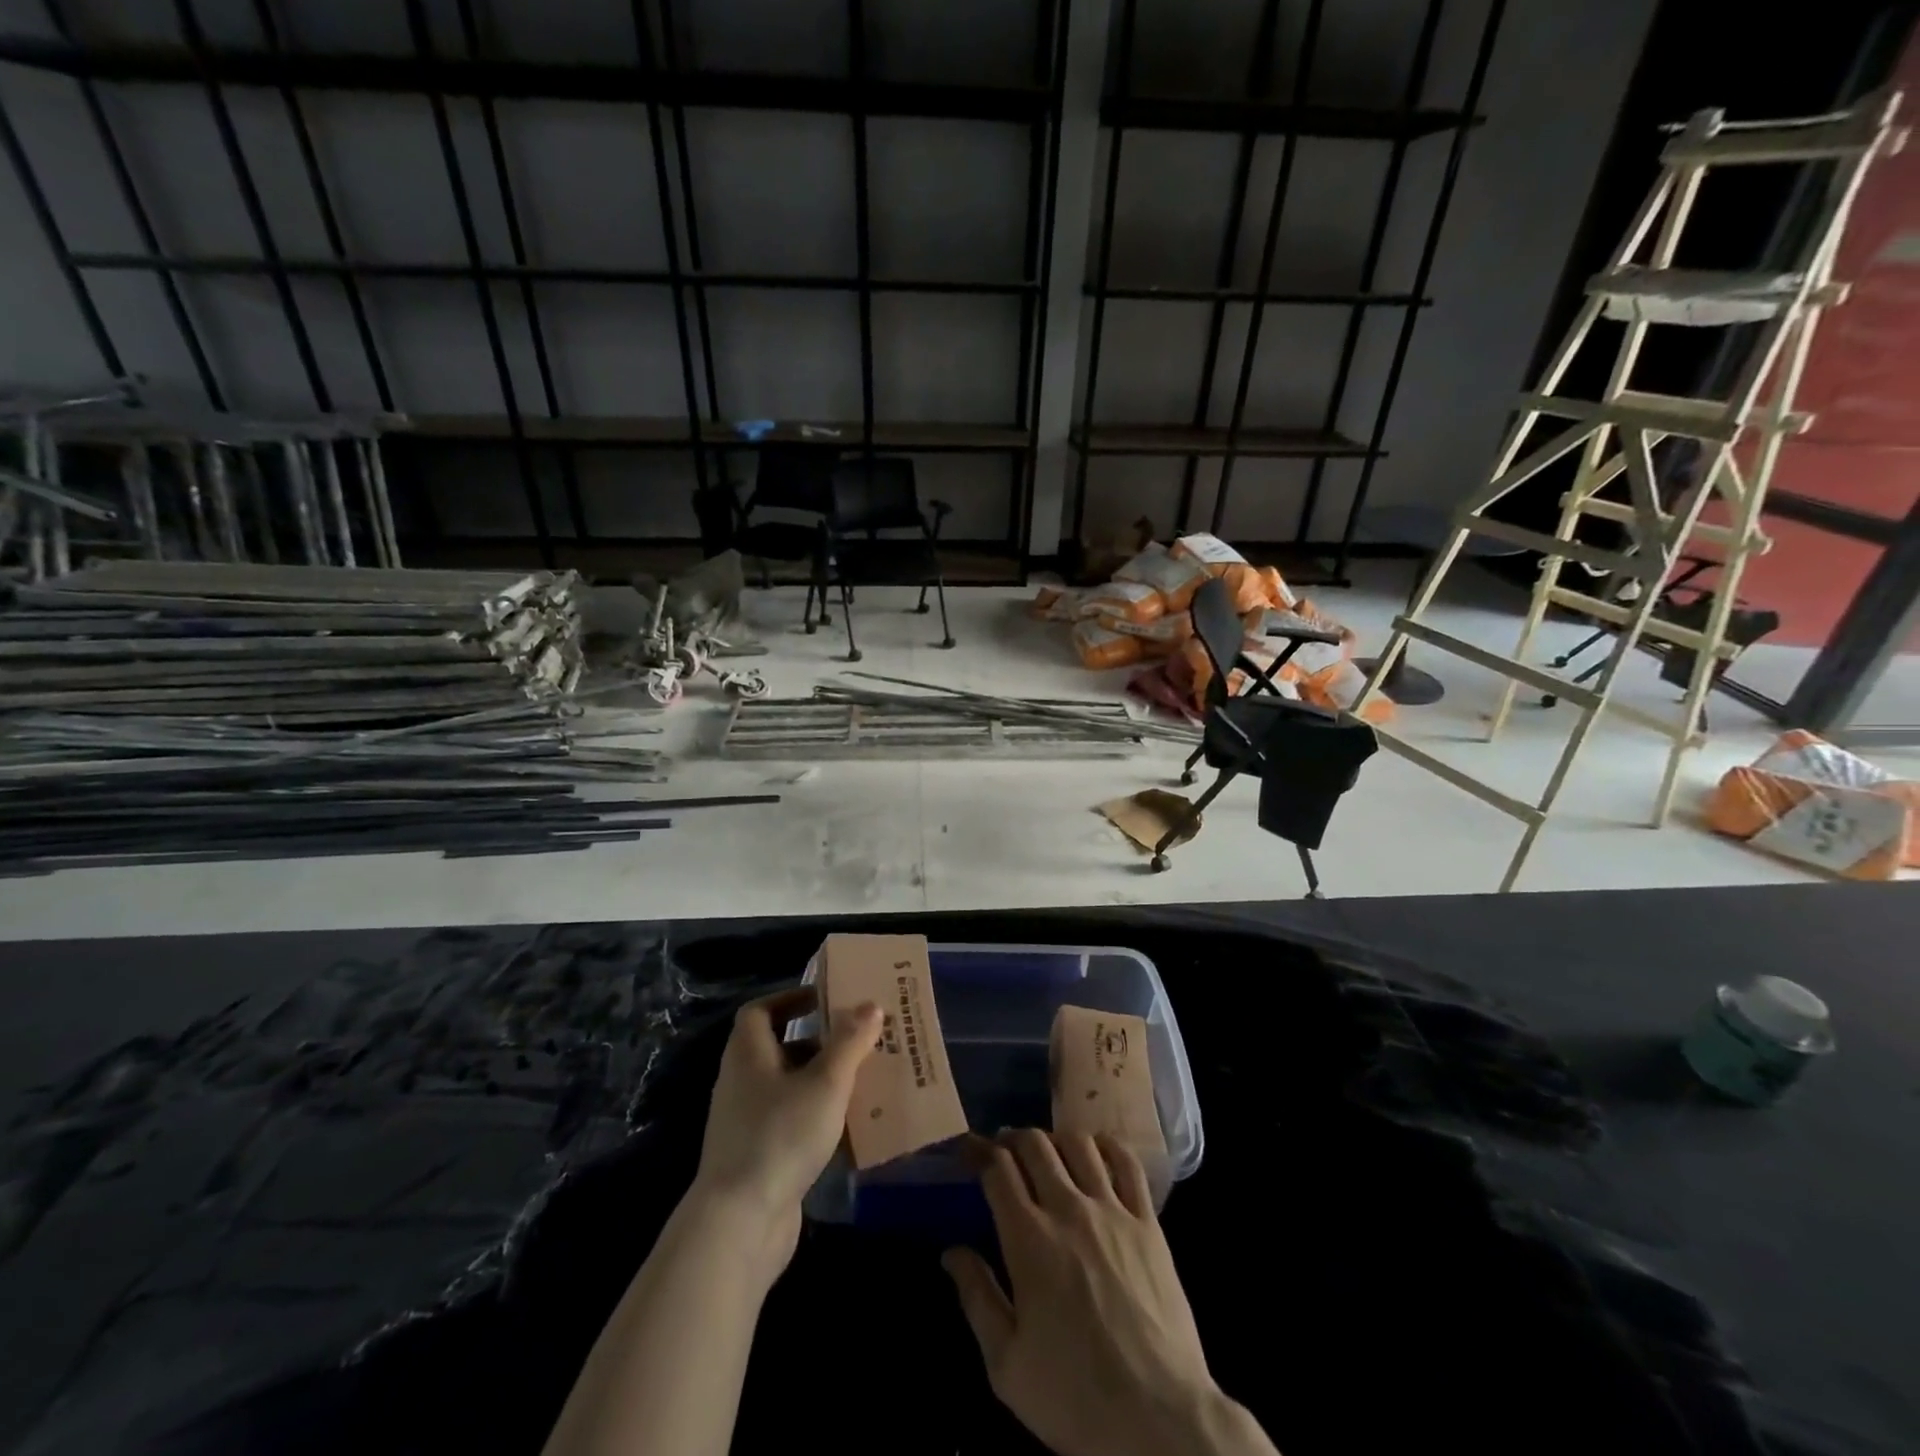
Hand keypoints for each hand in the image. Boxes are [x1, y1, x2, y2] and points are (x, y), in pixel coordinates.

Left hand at [692, 986, 879, 1268]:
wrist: (740, 1224)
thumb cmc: (781, 1135)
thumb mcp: (826, 1082)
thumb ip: (850, 1042)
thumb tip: (871, 1005)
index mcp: (748, 1054)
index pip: (760, 1010)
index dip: (791, 999)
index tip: (826, 1000)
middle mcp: (741, 1082)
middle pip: (779, 1048)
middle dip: (819, 1042)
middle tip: (859, 1039)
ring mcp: (746, 1123)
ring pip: (789, 1088)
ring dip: (822, 1081)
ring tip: (864, 1080)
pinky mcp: (758, 1157)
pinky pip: (791, 1122)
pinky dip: (817, 1117)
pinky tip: (849, 1127)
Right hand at [945, 1131, 1273, 1455]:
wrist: (1160, 1419)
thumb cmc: (1075, 1397)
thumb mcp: (1007, 1365)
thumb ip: (977, 1298)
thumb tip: (952, 1251)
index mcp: (1028, 1239)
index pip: (997, 1169)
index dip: (977, 1150)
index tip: (966, 1149)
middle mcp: (1068, 1209)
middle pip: (1034, 1145)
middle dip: (1011, 1138)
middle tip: (1003, 1151)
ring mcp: (1112, 1210)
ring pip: (1078, 1144)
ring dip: (1054, 1139)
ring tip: (1047, 1153)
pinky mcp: (1148, 1222)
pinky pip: (1128, 1164)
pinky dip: (1107, 1146)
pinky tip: (1097, 1151)